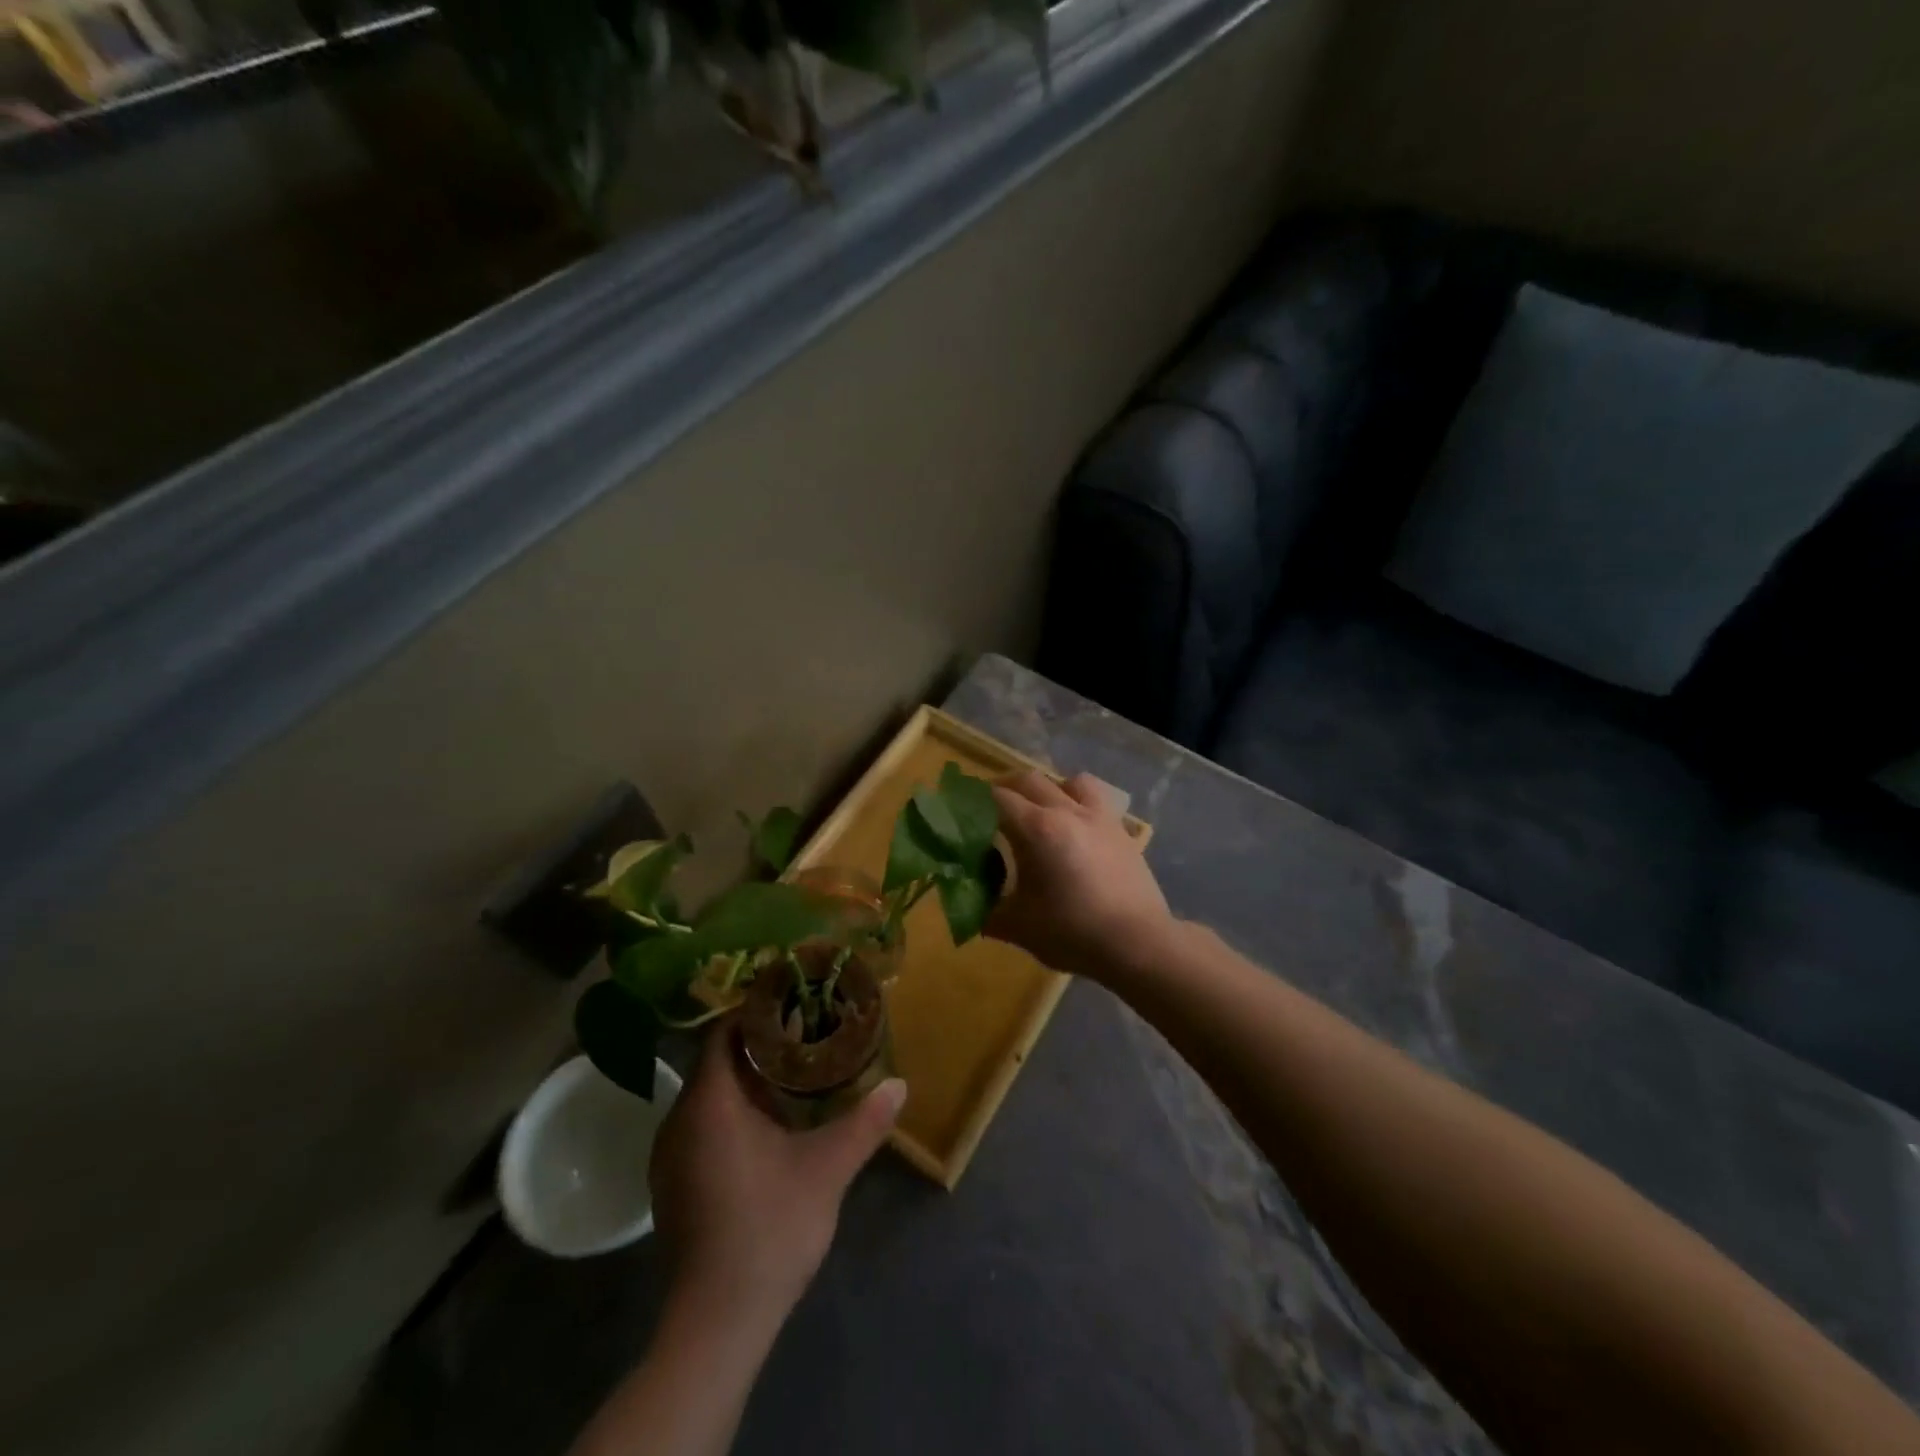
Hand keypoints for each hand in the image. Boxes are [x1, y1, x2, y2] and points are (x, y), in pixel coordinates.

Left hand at [649, 1025, 905, 1332]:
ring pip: (708, 1097)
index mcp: (710, 1103)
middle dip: (757, 1045)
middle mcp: (679, 1121)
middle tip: (802, 1035)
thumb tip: (900, 1085)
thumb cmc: (770, 1228)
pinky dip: (730, 1113)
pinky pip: (700, 1126)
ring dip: (744, 1081)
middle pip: (715, 1062)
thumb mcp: (827, 1168)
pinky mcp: (672, 1185)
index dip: (755, 1013)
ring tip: (791, 1075)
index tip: (792, 1003)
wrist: (717, 1322)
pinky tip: (766, 1127)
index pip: (723, 1033)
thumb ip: (865, 1122)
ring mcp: (669, 1157)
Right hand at [988, 770, 1174, 981]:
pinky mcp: (1120, 830)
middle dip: (1006, 788)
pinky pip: (1097, 800)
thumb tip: (968, 910)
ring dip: (1049, 788)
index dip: (975, 801)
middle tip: (991, 808)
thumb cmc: (1072, 932)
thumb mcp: (1019, 927)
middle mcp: (1066, 811)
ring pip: (1069, 782)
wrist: (1137, 943)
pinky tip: (1076, 827)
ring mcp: (1098, 817)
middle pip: (1029, 780)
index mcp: (1036, 829)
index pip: (997, 799)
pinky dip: (1080, 802)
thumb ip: (987, 913)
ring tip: (1040, 809)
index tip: (962, 811)